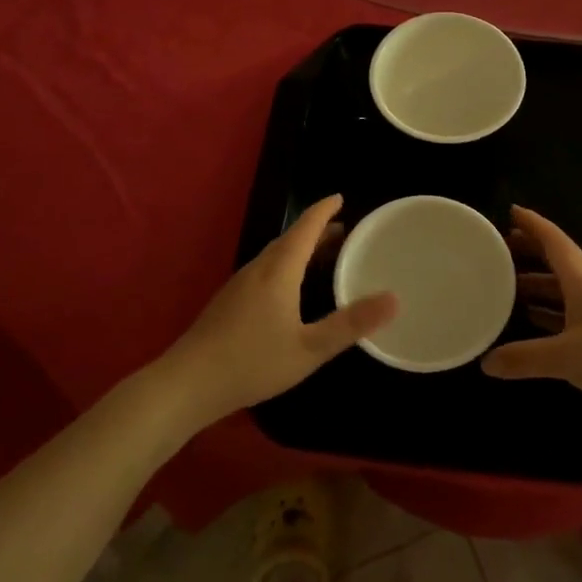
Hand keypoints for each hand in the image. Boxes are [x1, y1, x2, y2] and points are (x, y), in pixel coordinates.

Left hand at [157, 195, 395, 430]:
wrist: (187, 384)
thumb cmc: (252, 362)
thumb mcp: (309, 348)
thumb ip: (350, 324)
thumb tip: (394, 298)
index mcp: (278, 271)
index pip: (305, 228)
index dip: (324, 211)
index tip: (341, 197)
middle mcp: (258, 269)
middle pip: (290, 239)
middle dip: (317, 231)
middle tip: (344, 231)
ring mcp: (239, 285)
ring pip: (275, 256)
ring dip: (301, 249)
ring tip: (323, 256)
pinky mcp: (229, 302)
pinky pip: (265, 271)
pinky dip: (286, 266)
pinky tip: (290, 290)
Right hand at [482, 207, 581, 433]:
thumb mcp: (567, 357)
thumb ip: (525, 358)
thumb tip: (486, 362)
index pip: (555, 243)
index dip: (534, 225)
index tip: (512, 211)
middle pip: (558, 264)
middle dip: (532, 253)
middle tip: (502, 248)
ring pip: (564, 292)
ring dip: (539, 286)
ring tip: (509, 286)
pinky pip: (570, 318)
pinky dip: (550, 316)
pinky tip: (534, 325)